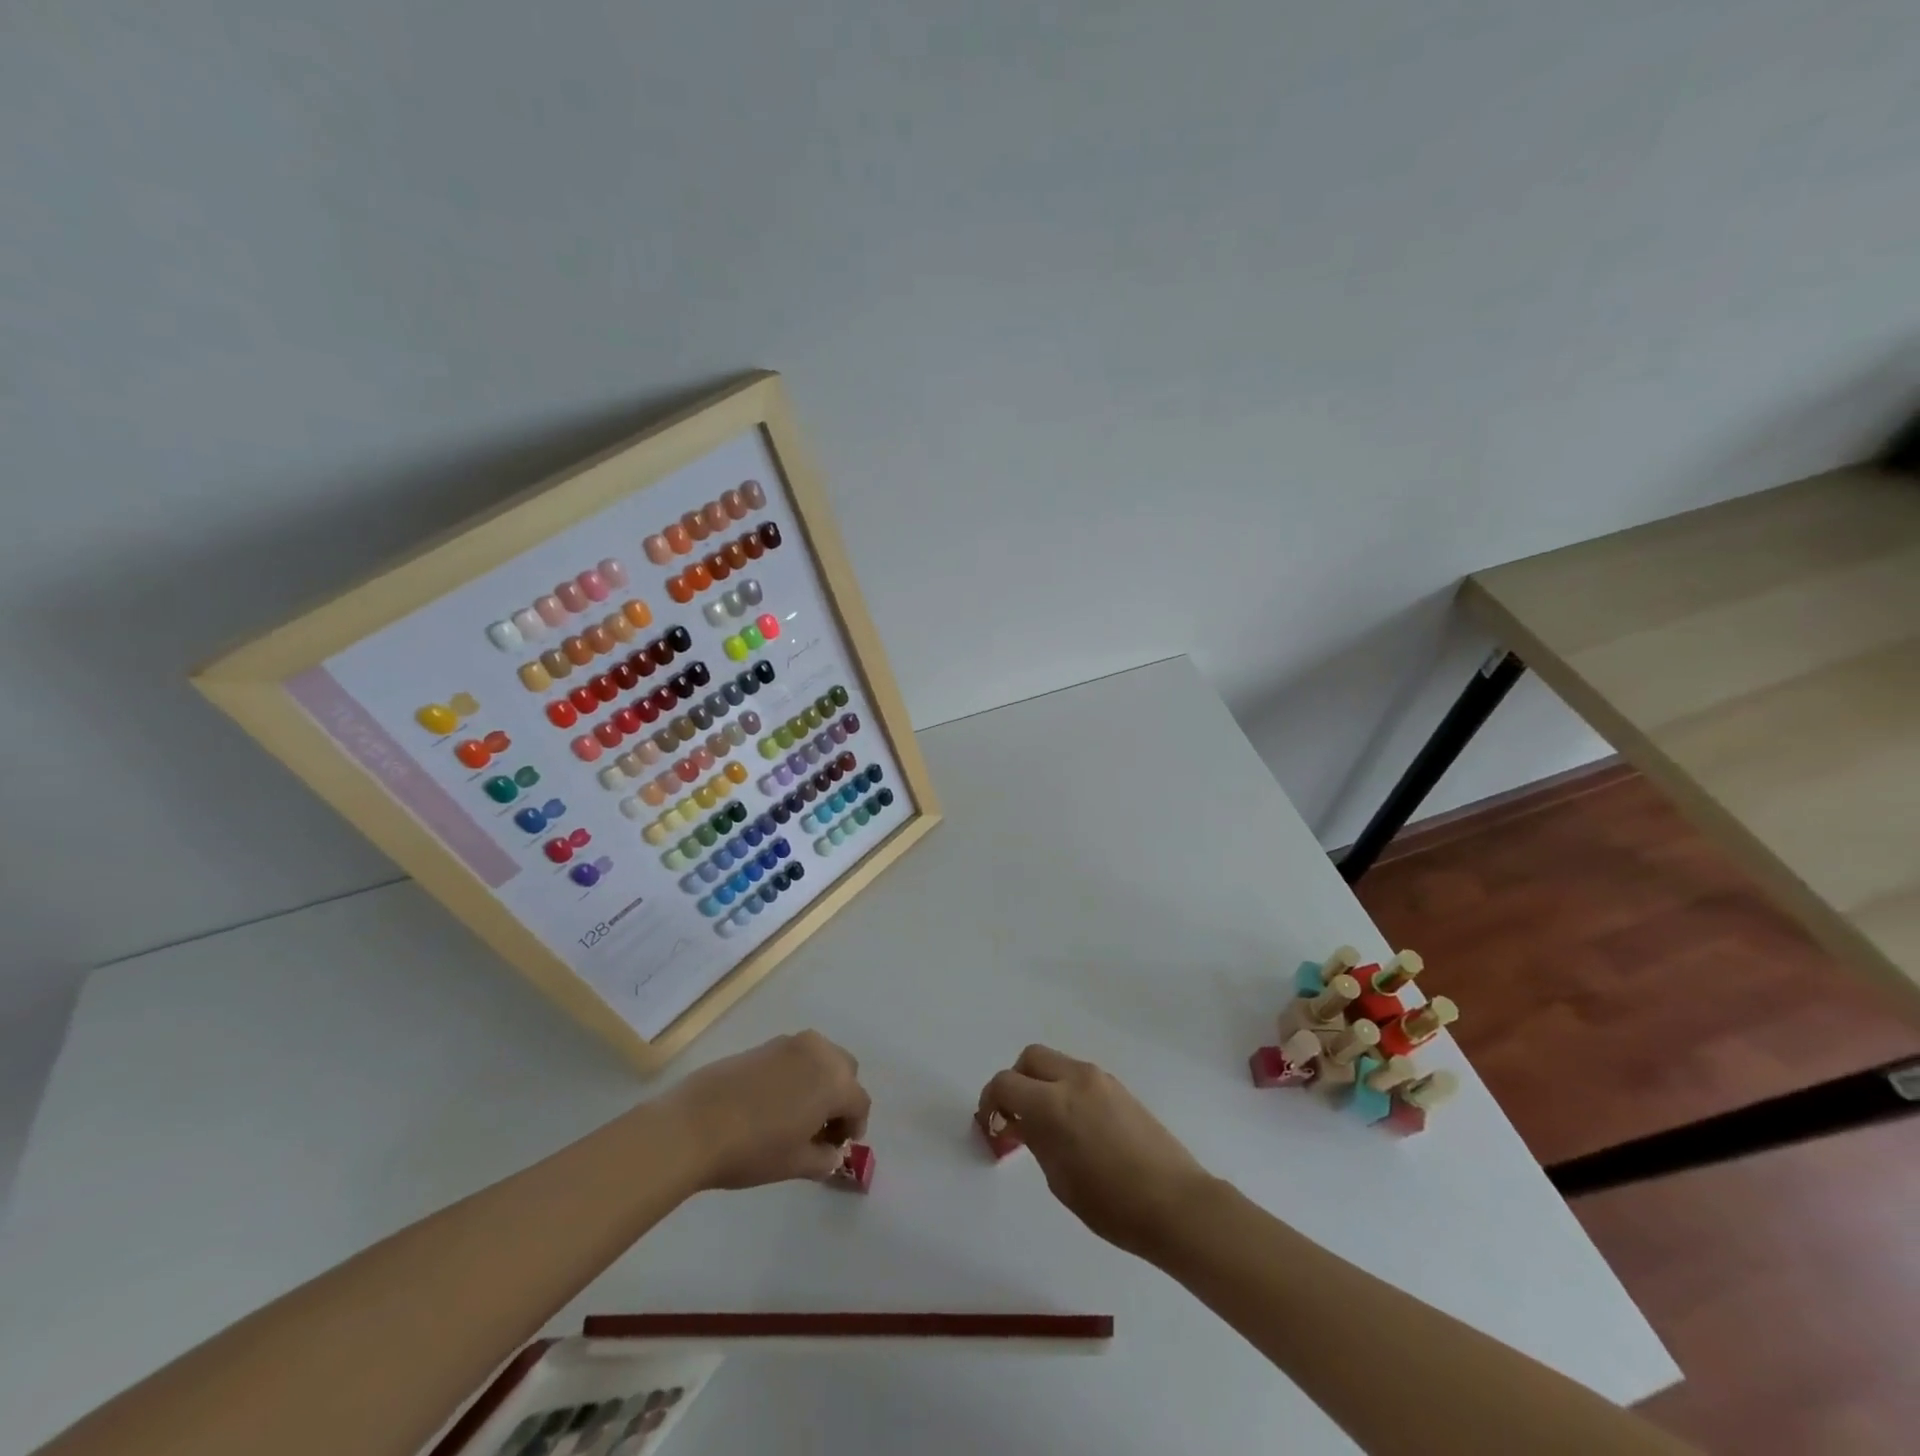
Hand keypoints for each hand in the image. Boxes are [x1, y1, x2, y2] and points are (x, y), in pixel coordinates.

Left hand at [665, 1031, 870, 1190]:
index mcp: (835, 1081)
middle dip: (841, 1098)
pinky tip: (777, 1101)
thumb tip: (832, 1153)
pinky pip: (797, 1056)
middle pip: (845, 1071)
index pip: (860, 1101)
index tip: (839, 1146)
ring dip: (821, 1081)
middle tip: (822, 1129)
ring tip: (800, 1113)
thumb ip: (824, 1159)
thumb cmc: (753, 1149)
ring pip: (822, 1058)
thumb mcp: (795, 1164)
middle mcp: (820, 1052)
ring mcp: (791, 1043)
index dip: (855, 1125)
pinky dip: (799, 1073)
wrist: (695, 1124)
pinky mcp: (766, 1043)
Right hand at [978, 1046, 1214, 1259]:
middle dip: (1016, 1081)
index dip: (990, 1102)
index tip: (992, 1125)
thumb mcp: (1059, 1179)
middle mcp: (1074, 1079)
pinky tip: (1074, 1126)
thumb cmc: (1112, 1204)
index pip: (1005, 1083)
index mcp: (1052, 1103)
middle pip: (1031, 1058)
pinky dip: (1065, 1089)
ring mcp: (1100, 1079)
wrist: (1176, 1204)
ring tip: (1046, 1125)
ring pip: (1057, 1063)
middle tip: (1016, 1116)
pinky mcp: (1119, 1088)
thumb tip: (1023, 1123)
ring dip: (1042, 1083)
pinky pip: (1079, 1076)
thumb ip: (1036, 1140)